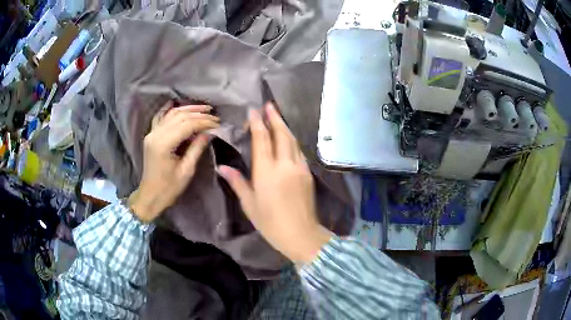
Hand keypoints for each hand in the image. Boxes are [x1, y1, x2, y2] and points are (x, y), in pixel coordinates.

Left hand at [129, 103, 219, 222]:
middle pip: (179, 117)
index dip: (204, 122)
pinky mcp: (151, 136)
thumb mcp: (186, 170)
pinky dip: (168, 110)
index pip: (187, 125)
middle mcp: (155, 135)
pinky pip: (160, 118)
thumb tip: (209, 132)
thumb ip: (197, 148)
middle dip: (198, 114)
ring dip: (188, 109)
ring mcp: (151, 134)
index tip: (218, 123)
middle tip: (214, 116)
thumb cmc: (169, 188)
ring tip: (204, 108)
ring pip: (171, 114)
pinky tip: (174, 103)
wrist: (150, 195)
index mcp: (164, 144)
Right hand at [218, 102, 331, 263]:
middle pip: (281, 134)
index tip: (254, 110)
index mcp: (267, 171)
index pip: (262, 139)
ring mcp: (299, 167)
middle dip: (275, 117)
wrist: (301, 234)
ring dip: (285, 126)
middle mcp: (285, 164)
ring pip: (293, 140)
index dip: (258, 123)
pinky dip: (292, 140)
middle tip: (269, 105)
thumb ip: (237, 182)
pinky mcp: (308, 173)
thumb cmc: (270, 222)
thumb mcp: (249, 204)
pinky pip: (299, 151)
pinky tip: (288, 139)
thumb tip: (222, 167)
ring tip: (277, 117)